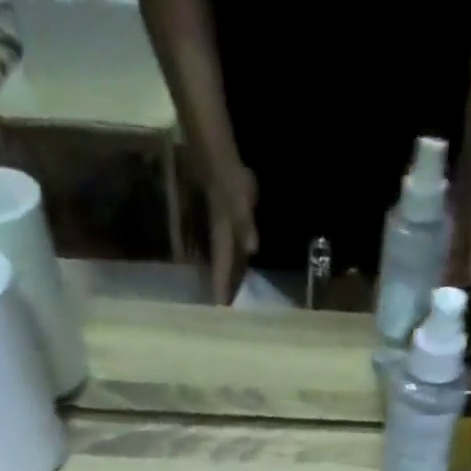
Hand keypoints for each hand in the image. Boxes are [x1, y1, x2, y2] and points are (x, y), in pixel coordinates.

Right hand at [204, 159, 257, 304]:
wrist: (219, 159)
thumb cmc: (229, 181)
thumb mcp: (241, 203)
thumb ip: (246, 225)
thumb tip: (252, 248)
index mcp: (224, 240)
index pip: (222, 270)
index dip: (222, 290)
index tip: (222, 311)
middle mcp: (223, 241)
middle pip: (225, 271)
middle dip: (227, 290)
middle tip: (231, 312)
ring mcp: (226, 234)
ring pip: (230, 262)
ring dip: (233, 278)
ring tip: (238, 296)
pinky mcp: (231, 227)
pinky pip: (235, 251)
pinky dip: (239, 262)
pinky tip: (245, 268)